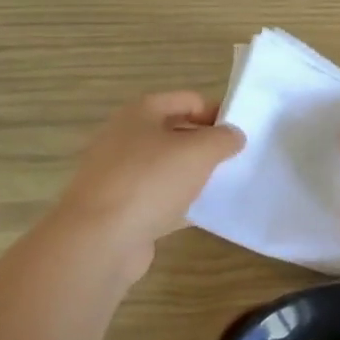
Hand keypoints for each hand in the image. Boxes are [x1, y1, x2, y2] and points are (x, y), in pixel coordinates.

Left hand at [53, 92, 243, 275]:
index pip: (188, 100)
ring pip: (166, 168)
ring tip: (224, 187)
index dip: (216, 112)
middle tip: (235, 161)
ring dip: (193, 175)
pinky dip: (179, 204)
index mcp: (140, 112)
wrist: (99, 239)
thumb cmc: (149, 182)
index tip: (241, 135)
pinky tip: (203, 215)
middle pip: (175, 133)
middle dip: (205, 145)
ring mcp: (120, 174)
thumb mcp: (198, 152)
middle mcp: (126, 137)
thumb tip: (233, 135)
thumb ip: (222, 139)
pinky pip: (158, 199)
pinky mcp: (121, 208)